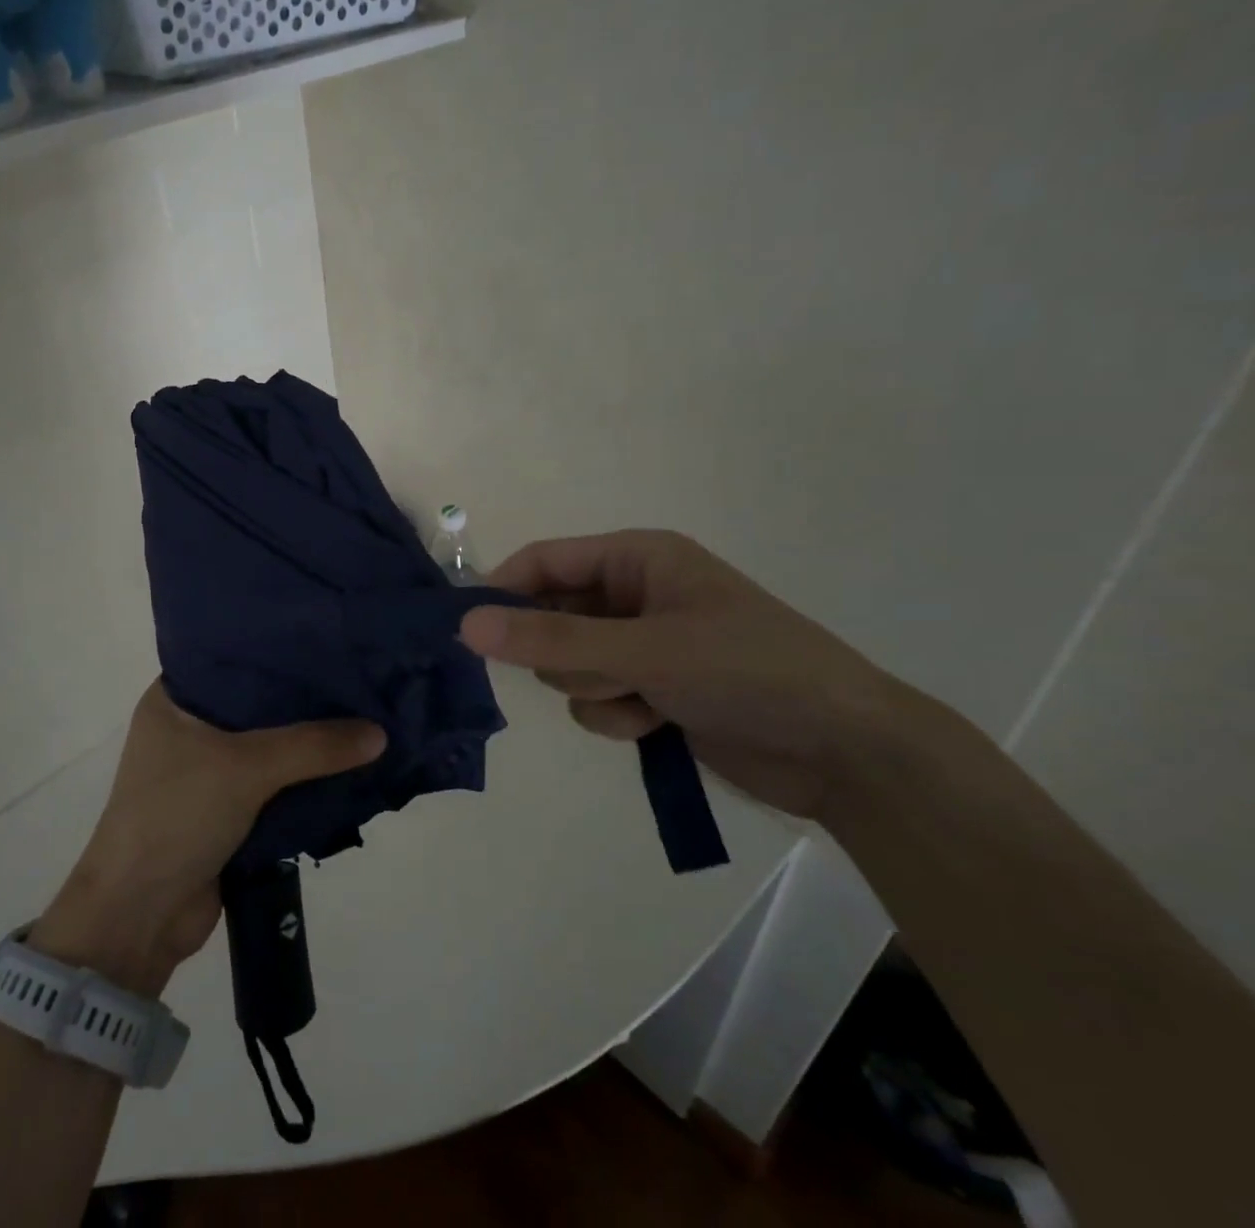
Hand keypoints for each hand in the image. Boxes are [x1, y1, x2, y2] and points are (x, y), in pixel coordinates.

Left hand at [31, 682, 385, 993]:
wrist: (140, 916)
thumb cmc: (177, 816)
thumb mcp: (245, 768)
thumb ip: (313, 746)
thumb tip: (380, 733)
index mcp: (174, 699)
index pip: (234, 657)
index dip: (279, 648)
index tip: (327, 636)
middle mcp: (189, 727)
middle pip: (258, 703)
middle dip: (303, 699)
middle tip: (358, 675)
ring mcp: (207, 769)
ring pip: (269, 745)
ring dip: (309, 743)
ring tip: (365, 713)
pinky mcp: (226, 808)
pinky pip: (274, 783)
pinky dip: (304, 778)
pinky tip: (348, 763)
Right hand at [459, 530, 929, 819]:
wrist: (844, 752)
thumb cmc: (748, 672)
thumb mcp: (644, 651)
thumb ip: (551, 641)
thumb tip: (466, 625)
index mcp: (637, 558)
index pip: (543, 562)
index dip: (503, 591)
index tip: (468, 630)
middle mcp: (634, 595)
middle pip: (551, 616)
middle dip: (565, 654)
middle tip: (600, 672)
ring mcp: (642, 645)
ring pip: (569, 665)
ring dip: (596, 689)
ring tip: (644, 700)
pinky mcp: (651, 689)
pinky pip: (595, 699)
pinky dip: (617, 715)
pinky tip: (657, 725)